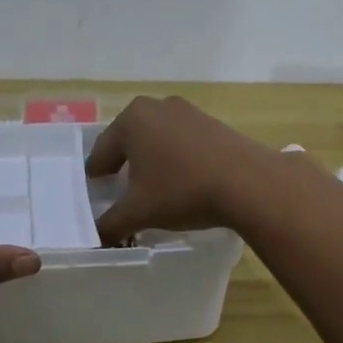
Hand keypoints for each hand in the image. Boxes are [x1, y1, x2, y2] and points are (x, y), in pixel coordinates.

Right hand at [85, 95, 275, 244]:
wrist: (248, 182)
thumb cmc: (182, 191)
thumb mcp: (139, 212)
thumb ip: (110, 224)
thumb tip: (97, 236)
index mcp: (132, 120)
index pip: (103, 150)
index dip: (96, 171)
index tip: (94, 185)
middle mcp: (157, 107)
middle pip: (130, 138)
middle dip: (123, 160)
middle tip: (117, 183)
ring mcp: (188, 111)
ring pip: (158, 137)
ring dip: (151, 157)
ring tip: (151, 181)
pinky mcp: (213, 123)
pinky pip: (182, 140)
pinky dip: (176, 156)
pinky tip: (181, 176)